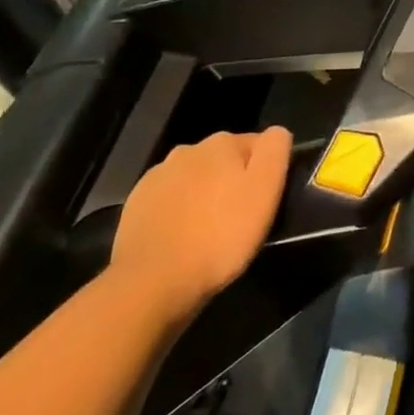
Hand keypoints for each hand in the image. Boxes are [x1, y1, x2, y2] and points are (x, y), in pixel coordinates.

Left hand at [108, 126, 291, 322]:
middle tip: (240, 218)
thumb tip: (277, 132)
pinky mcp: (136, 203)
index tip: (264, 201)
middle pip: (224, 160)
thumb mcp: (265, 191)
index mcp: (222, 143)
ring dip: (205, 195)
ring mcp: (157, 176)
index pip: (258, 144)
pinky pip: (169, 200)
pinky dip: (178, 212)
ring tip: (209, 231)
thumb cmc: (220, 235)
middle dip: (233, 181)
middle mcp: (188, 150)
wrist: (152, 282)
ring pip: (195, 179)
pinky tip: (182, 237)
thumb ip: (275, 151)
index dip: (265, 171)